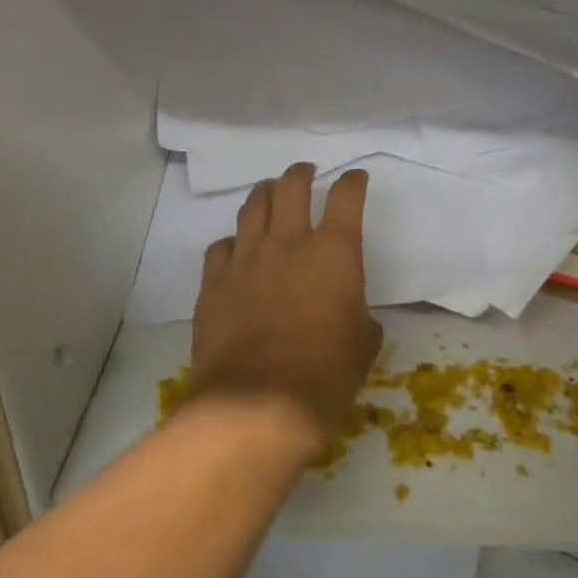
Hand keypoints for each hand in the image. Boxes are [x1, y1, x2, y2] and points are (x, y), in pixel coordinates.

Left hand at [184, 162, 384, 458]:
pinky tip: (236, 248)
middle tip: (305, 172)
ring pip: (251, 207)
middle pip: (291, 186)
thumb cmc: (326, 375)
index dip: (353, 182)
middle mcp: (288, 243)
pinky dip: (232, 241)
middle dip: (301, 173)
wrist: (257, 404)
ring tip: (268, 192)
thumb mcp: (363, 345)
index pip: (346, 197)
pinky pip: (220, 246)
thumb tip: (352, 315)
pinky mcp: (213, 283)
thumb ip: (359, 316)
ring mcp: (246, 259)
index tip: (355, 178)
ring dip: (264, 193)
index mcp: (334, 251)